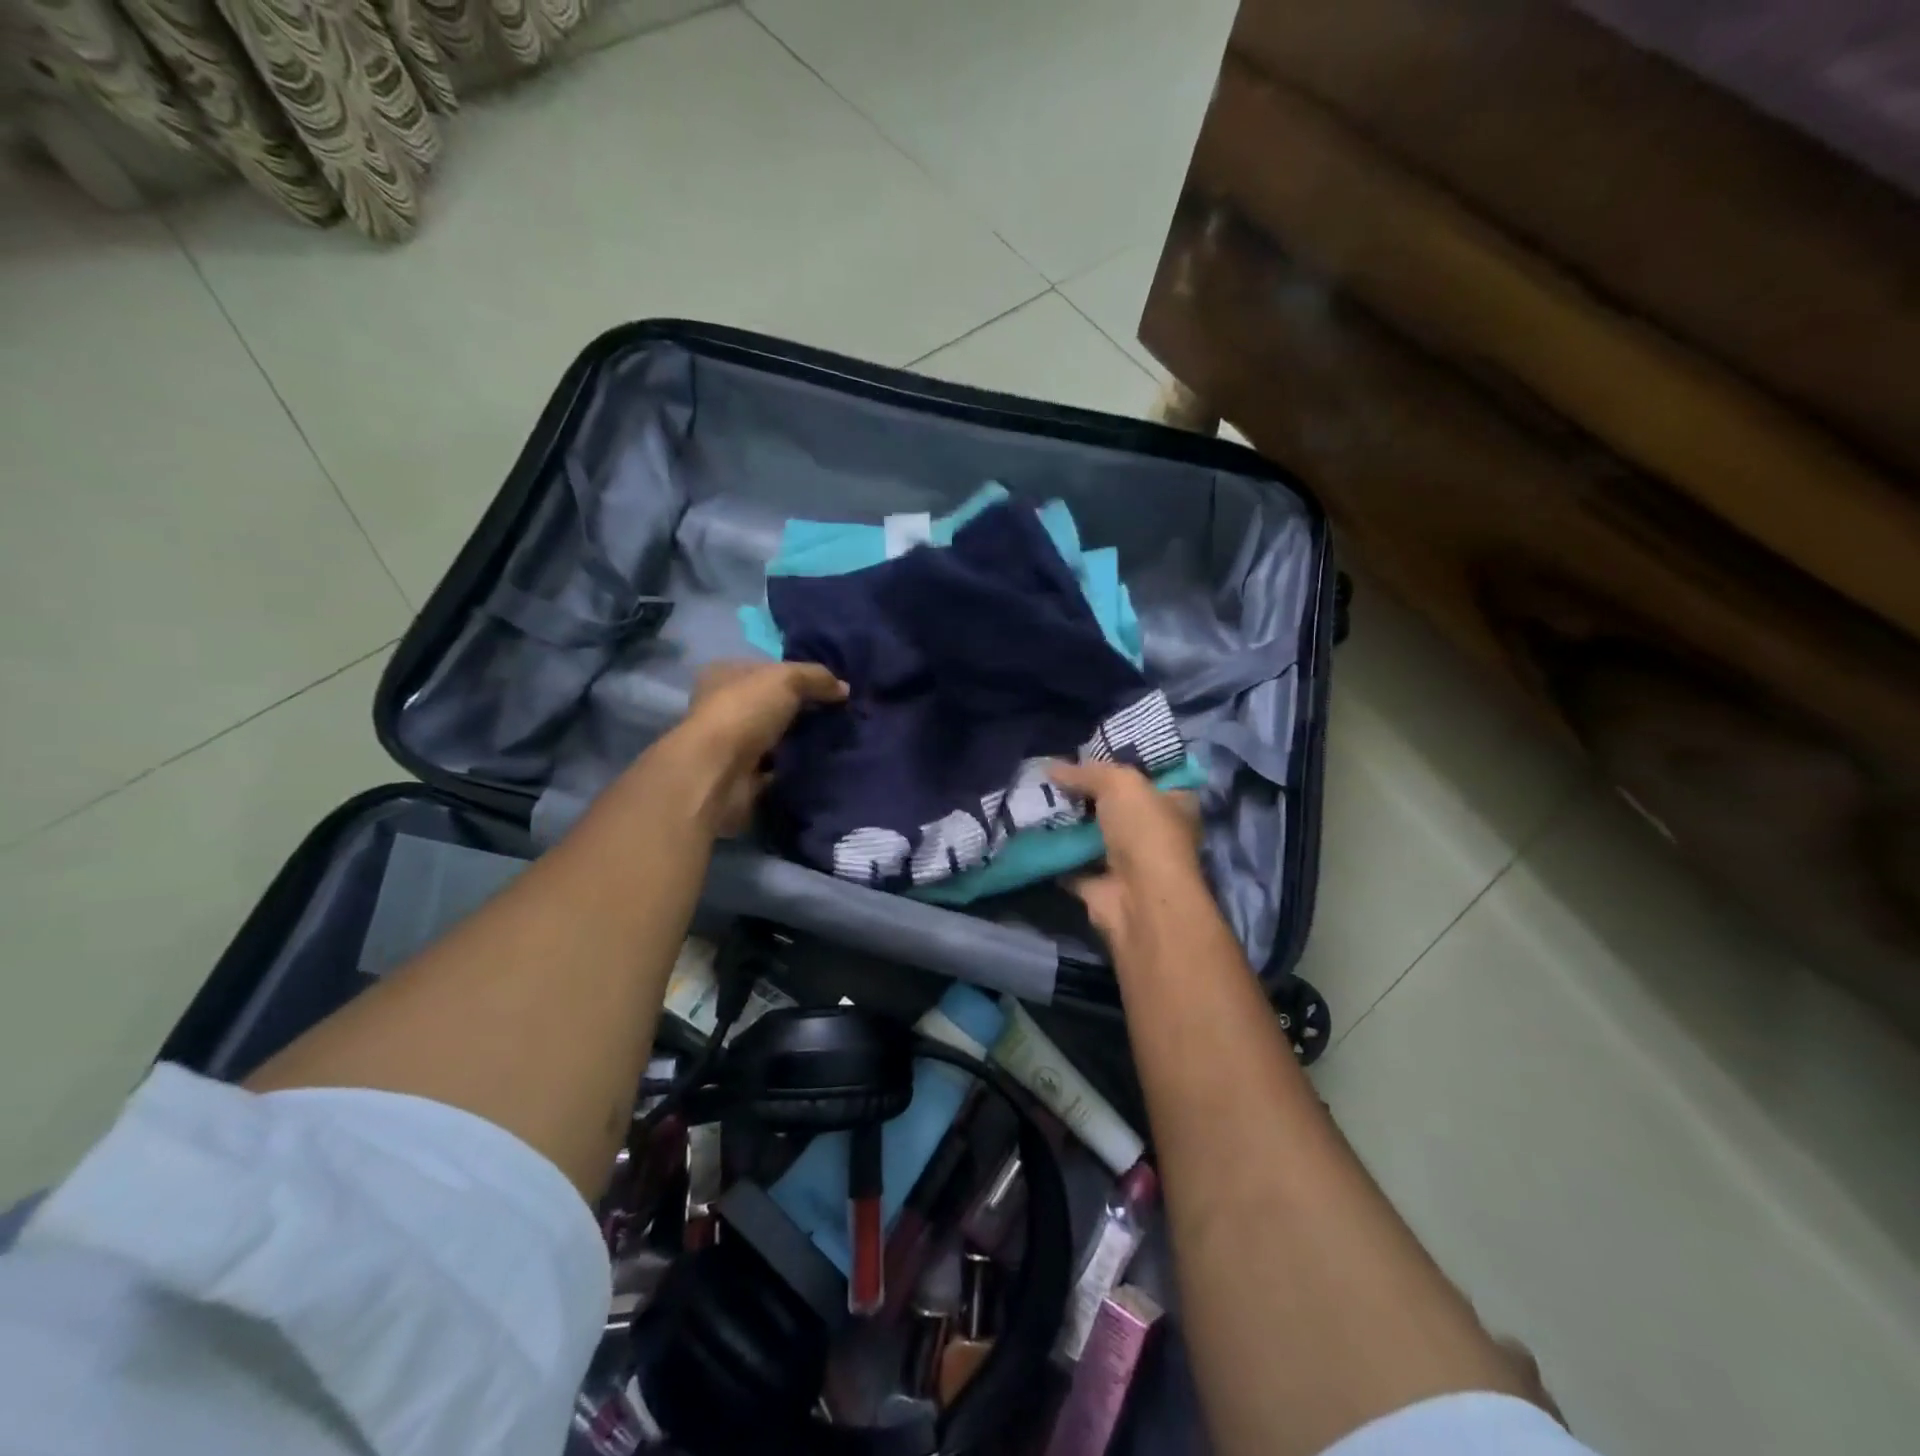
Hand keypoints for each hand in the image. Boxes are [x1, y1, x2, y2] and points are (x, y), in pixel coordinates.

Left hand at [669, 660, 847, 833]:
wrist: (719, 773)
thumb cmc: (745, 712)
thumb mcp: (787, 679)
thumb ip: (817, 677)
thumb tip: (844, 688)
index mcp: (724, 674)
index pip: (767, 669)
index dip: (798, 674)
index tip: (830, 686)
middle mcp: (724, 706)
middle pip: (773, 703)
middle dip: (803, 709)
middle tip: (839, 713)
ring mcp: (732, 743)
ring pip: (777, 736)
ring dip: (802, 739)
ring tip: (837, 738)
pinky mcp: (743, 775)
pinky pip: (779, 766)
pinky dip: (797, 765)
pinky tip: (823, 762)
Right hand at [1049, 759, 1205, 947]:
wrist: (1139, 900)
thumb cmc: (1144, 831)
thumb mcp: (1119, 783)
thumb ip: (1086, 772)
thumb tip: (1052, 768)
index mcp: (1174, 802)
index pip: (1150, 774)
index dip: (1121, 761)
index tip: (1088, 750)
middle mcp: (1154, 831)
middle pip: (1116, 804)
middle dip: (1086, 792)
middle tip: (1052, 775)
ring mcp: (1128, 862)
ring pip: (1092, 835)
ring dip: (1067, 822)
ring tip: (1034, 798)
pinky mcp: (1102, 886)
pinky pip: (1072, 863)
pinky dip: (1053, 852)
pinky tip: (1029, 832)